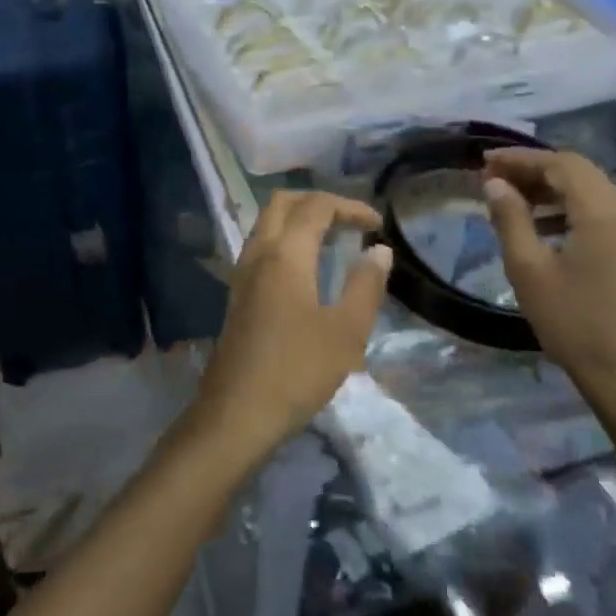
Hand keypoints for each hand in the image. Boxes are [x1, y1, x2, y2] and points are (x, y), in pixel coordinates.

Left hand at [188, 191, 393, 471]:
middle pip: (282, 203)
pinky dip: (285, 240)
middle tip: (351, 223)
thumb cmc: (297, 370)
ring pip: (266, 223)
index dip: (350, 207)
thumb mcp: (346, 332)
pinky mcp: (237, 294)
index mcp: (285, 254)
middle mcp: (258, 253)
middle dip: (318, 203)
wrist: (236, 413)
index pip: (316, 206)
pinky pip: (261, 247)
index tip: (378, 224)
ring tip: (333, 241)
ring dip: (299, 219)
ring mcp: (242, 273)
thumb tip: (379, 250)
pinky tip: (306, 269)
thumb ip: (366, 285)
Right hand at [482, 149, 615, 453]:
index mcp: (602, 212)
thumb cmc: (572, 323)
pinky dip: (565, 206)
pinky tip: (538, 224)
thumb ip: (510, 219)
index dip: (520, 158)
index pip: (560, 164)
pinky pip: (597, 209)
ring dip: (548, 187)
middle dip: (533, 168)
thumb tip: (494, 183)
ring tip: (508, 197)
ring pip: (588, 188)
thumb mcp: (529, 270)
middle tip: (491, 177)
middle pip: (577, 171)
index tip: (483, 162)